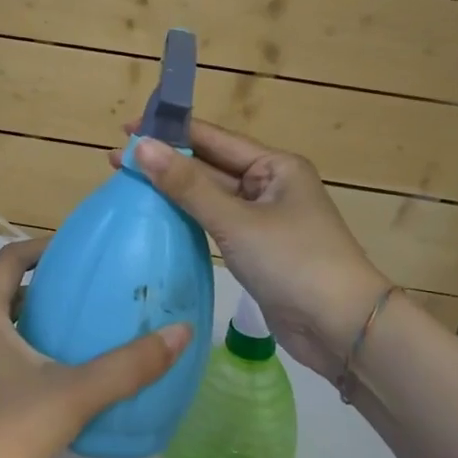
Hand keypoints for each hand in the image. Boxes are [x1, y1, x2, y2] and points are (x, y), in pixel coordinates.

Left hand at [0, 237, 190, 457]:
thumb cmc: (7, 431)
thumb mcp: (75, 394)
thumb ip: (129, 365)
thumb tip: (181, 333)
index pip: (9, 260)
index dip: (41, 247)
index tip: (76, 249)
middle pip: (5, 292)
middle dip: (44, 285)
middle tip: (86, 291)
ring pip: (2, 327)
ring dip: (35, 320)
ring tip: (78, 330)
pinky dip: (27, 351)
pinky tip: (58, 377)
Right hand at [119, 120, 389, 378]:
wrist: (342, 328)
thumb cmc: (294, 262)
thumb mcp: (236, 221)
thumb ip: (188, 186)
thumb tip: (142, 148)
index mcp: (275, 166)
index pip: (214, 139)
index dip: (171, 132)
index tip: (129, 128)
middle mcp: (270, 186)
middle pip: (210, 167)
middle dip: (166, 163)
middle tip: (116, 159)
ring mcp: (264, 220)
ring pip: (211, 198)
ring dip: (174, 191)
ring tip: (130, 183)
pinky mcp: (257, 250)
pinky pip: (216, 225)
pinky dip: (189, 219)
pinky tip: (160, 217)